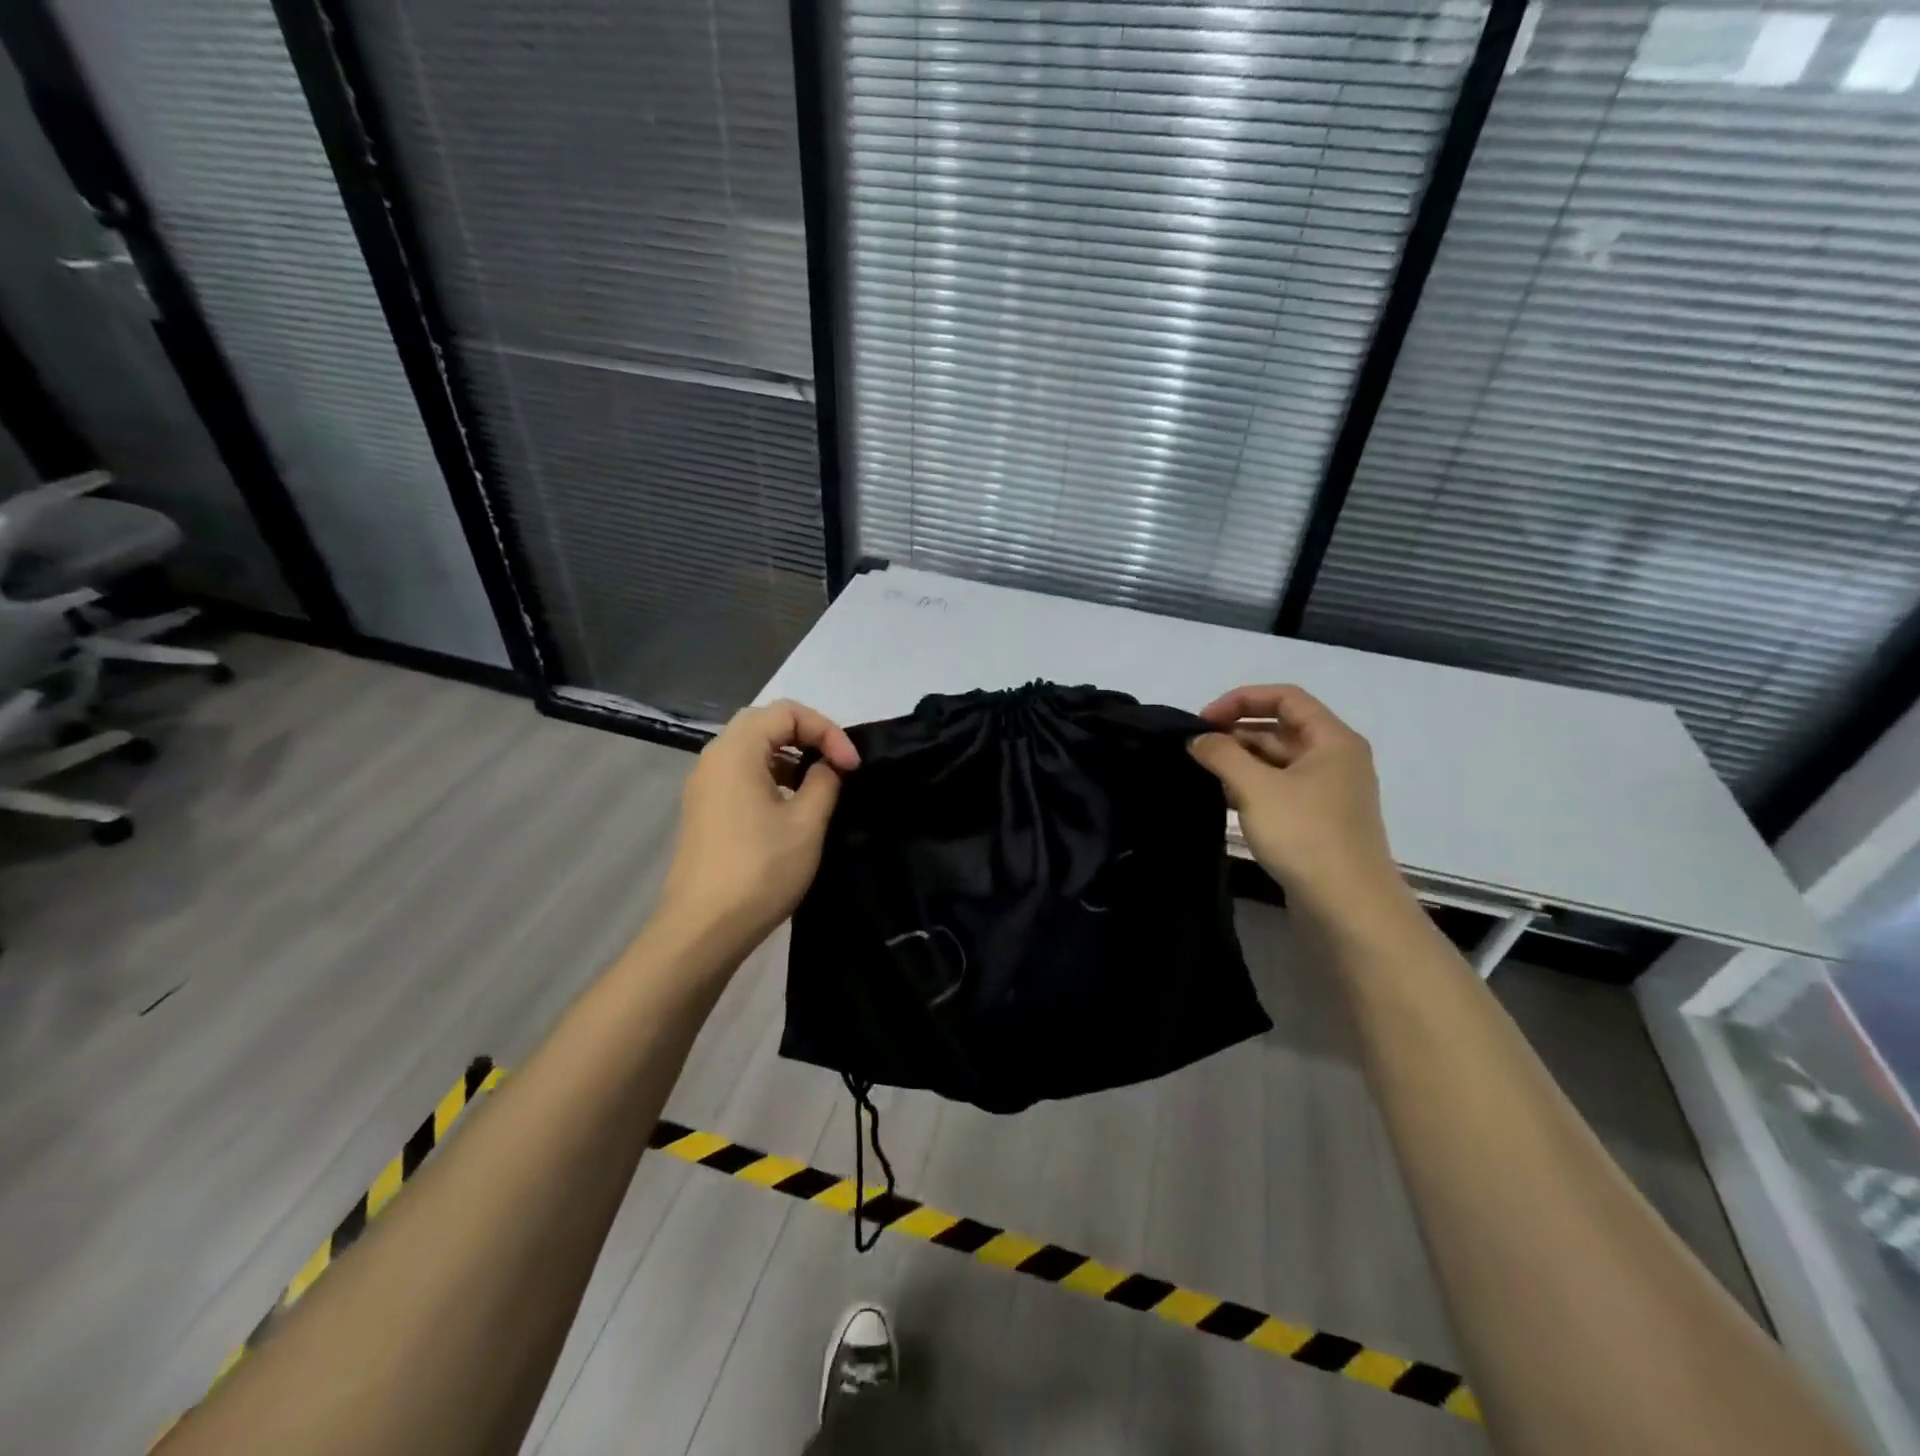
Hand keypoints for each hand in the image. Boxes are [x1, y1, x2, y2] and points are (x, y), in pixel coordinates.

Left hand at [654, 699, 859, 962]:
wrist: (702, 928)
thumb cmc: (759, 870)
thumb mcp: (806, 823)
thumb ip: (825, 782)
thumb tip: (829, 765)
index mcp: (737, 751)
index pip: (787, 712)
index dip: (826, 730)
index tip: (851, 765)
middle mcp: (714, 758)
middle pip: (765, 723)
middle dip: (807, 735)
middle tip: (837, 763)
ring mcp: (704, 785)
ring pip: (751, 749)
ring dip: (789, 755)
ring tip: (820, 783)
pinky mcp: (704, 809)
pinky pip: (741, 773)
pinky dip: (771, 775)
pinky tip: (792, 805)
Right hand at [1188, 684, 1399, 910]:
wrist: (1347, 907)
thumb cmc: (1305, 835)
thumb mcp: (1255, 787)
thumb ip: (1222, 754)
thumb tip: (1198, 739)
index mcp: (1333, 740)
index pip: (1285, 697)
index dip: (1241, 700)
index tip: (1204, 719)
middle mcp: (1335, 759)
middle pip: (1281, 728)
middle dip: (1236, 732)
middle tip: (1196, 747)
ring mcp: (1328, 793)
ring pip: (1278, 761)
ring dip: (1241, 761)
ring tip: (1203, 772)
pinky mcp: (1317, 821)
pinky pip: (1280, 789)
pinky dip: (1252, 787)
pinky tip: (1223, 799)